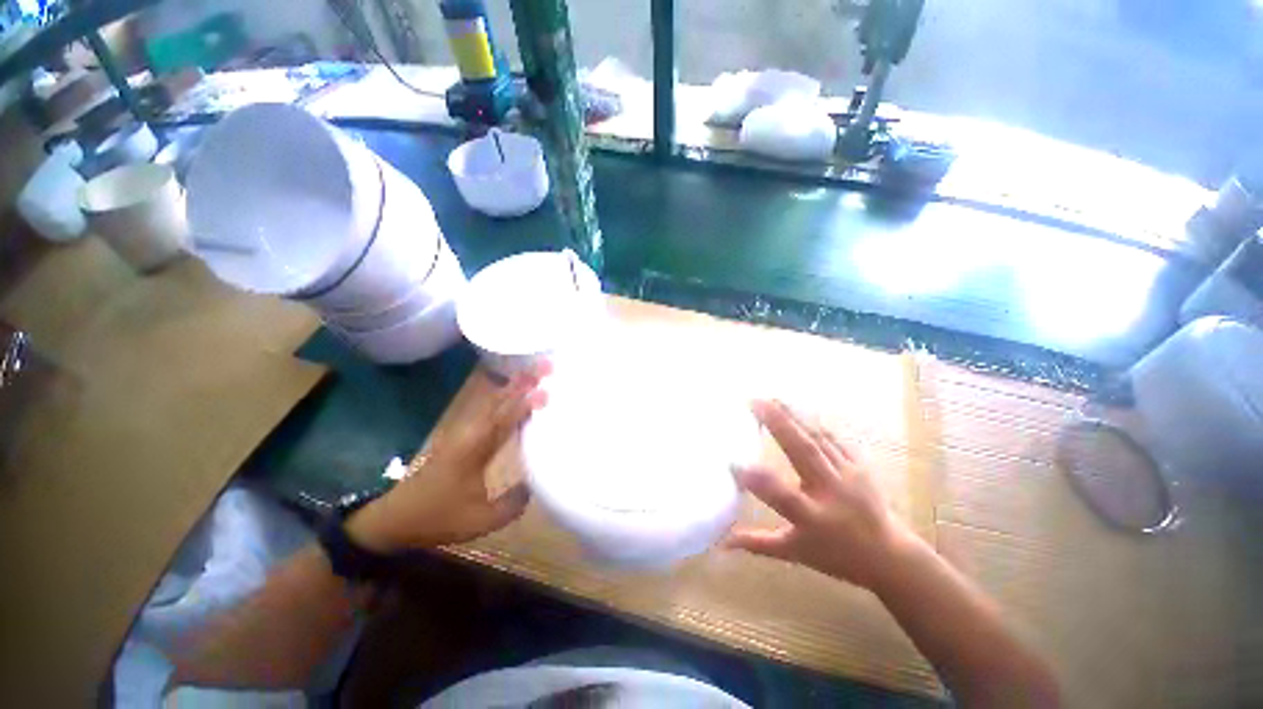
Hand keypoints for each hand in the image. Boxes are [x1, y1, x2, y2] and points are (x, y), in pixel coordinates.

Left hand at [345, 364, 549, 553]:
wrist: (395, 518)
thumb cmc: (437, 517)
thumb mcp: (479, 520)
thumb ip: (512, 504)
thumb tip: (536, 485)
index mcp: (474, 447)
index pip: (505, 418)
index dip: (526, 404)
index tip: (547, 391)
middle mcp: (471, 432)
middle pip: (500, 399)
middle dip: (524, 381)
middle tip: (548, 364)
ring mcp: (466, 432)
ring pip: (495, 401)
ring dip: (516, 385)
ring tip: (538, 373)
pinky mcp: (464, 437)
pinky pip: (491, 409)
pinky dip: (507, 397)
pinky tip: (518, 395)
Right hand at [726, 399, 926, 590]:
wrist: (890, 555)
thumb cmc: (836, 555)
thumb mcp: (794, 552)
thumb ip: (757, 544)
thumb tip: (721, 542)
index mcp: (813, 518)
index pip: (782, 496)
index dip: (757, 481)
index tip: (732, 462)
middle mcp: (831, 492)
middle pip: (803, 453)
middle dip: (778, 424)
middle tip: (755, 402)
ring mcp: (848, 475)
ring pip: (818, 439)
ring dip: (793, 415)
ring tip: (772, 398)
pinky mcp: (859, 465)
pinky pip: (833, 438)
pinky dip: (813, 421)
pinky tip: (798, 408)